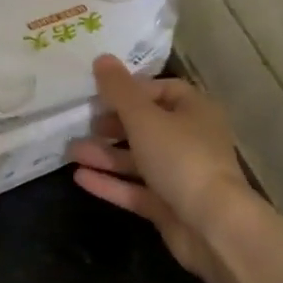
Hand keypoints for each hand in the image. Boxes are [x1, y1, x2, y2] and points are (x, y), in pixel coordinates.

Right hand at [67, 55, 258, 277]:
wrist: (212, 225)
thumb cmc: (181, 159)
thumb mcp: (145, 118)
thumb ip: (119, 91)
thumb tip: (101, 58)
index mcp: (195, 111)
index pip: (162, 90)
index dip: (131, 90)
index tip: (100, 94)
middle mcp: (190, 140)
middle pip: (148, 126)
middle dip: (113, 125)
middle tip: (82, 124)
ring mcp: (180, 175)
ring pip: (138, 159)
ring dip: (106, 154)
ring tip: (70, 152)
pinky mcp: (169, 206)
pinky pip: (136, 189)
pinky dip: (111, 183)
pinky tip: (80, 178)